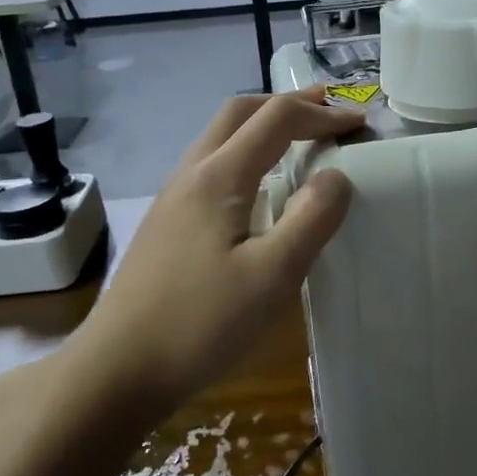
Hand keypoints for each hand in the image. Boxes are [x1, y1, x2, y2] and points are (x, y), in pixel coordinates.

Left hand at [6, 89, 361, 442]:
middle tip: (327, 111)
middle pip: (238, 114)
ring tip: (299, 141)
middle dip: (286, 105)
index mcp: (218, 177)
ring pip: (220, 139)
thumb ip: (311, 219)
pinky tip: (259, 191)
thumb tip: (337, 175)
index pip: (276, 120)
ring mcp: (172, 200)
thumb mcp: (271, 276)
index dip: (322, 115)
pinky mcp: (167, 226)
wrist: (117, 370)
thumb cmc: (200, 323)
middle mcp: (191, 175)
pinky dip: (246, 156)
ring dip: (262, 128)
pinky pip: (211, 168)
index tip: (360, 125)